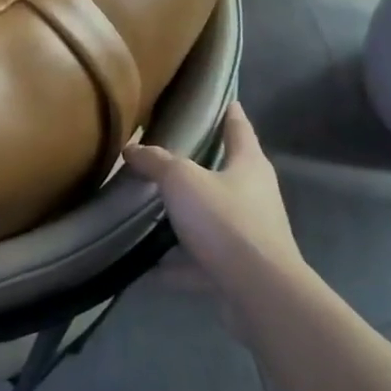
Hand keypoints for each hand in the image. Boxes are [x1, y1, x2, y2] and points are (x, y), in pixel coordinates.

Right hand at [123, 102, 302, 281]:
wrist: (257, 290)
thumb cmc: (225, 221)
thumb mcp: (181, 180)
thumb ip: (156, 162)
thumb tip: (132, 148)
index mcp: (249, 166)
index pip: (239, 128)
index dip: (230, 113)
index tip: (224, 100)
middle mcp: (255, 196)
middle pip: (226, 173)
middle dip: (200, 166)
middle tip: (168, 154)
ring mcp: (248, 235)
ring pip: (211, 218)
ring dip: (186, 217)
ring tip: (151, 211)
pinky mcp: (236, 268)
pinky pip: (198, 261)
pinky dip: (175, 264)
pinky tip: (146, 267)